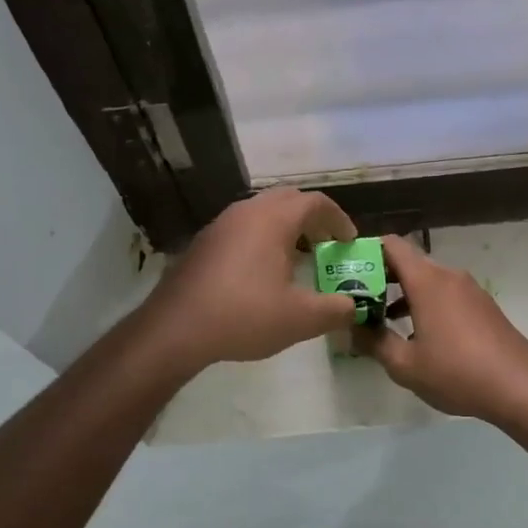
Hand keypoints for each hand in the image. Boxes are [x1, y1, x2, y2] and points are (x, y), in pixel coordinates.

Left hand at [142, 188, 358, 370]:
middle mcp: (246, 212)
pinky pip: (242, 227)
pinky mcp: (204, 242)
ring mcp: (221, 224)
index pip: (316, 202)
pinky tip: (262, 272)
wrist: (175, 328)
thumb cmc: (244, 316)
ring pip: (262, 212)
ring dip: (285, 228)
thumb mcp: (300, 319)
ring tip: (297, 258)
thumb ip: (335, 310)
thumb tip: (352, 306)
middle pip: (288, 200)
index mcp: (273, 219)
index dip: (338, 219)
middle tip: (325, 245)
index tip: (349, 242)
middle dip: (312, 219)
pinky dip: (262, 238)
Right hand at [355, 234, 527, 423]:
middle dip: (381, 278)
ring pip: (428, 281)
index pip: (392, 245)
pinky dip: (426, 304)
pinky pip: (446, 294)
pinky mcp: (483, 306)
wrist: (519, 387)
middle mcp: (449, 276)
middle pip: (408, 263)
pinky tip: (419, 336)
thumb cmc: (456, 372)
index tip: (348, 272)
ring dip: (403, 295)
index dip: (367, 252)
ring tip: (384, 322)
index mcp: (427, 281)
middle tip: (358, 301)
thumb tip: (351, 328)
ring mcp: (469, 290)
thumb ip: (373, 342)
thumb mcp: (405, 365)